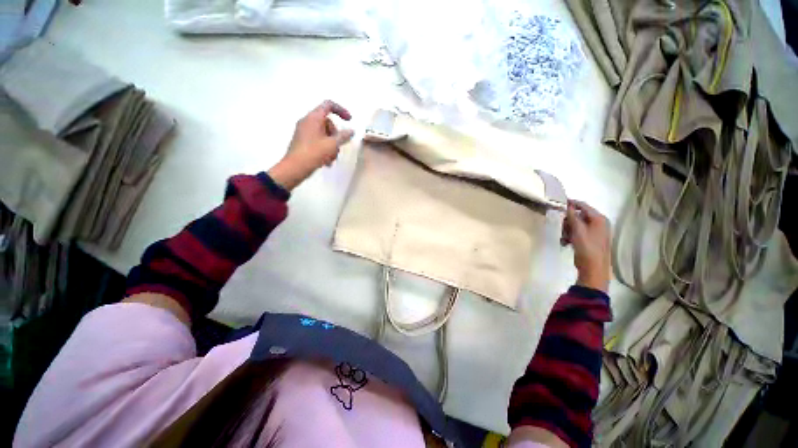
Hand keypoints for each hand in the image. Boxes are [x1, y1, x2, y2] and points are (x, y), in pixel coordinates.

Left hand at [268, 100, 354, 189]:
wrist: (295, 168)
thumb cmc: (314, 153)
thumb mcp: (332, 145)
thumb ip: (343, 136)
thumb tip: (351, 131)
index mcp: (313, 118)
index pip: (328, 105)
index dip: (341, 110)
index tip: (349, 120)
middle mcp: (307, 121)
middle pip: (327, 122)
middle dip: (336, 135)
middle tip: (338, 147)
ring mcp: (304, 132)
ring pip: (324, 134)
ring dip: (332, 145)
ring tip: (332, 158)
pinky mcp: (303, 141)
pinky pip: (318, 140)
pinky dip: (325, 148)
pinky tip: (327, 162)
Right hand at [561, 200, 610, 292]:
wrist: (593, 268)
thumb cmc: (587, 247)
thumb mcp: (578, 230)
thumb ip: (572, 217)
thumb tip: (568, 205)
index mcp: (599, 219)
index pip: (583, 206)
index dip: (571, 203)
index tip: (558, 202)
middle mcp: (599, 223)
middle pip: (579, 216)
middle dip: (568, 221)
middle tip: (561, 227)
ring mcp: (596, 232)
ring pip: (576, 225)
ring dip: (567, 230)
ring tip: (563, 238)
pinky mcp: (591, 240)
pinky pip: (578, 233)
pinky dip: (570, 236)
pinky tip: (565, 242)